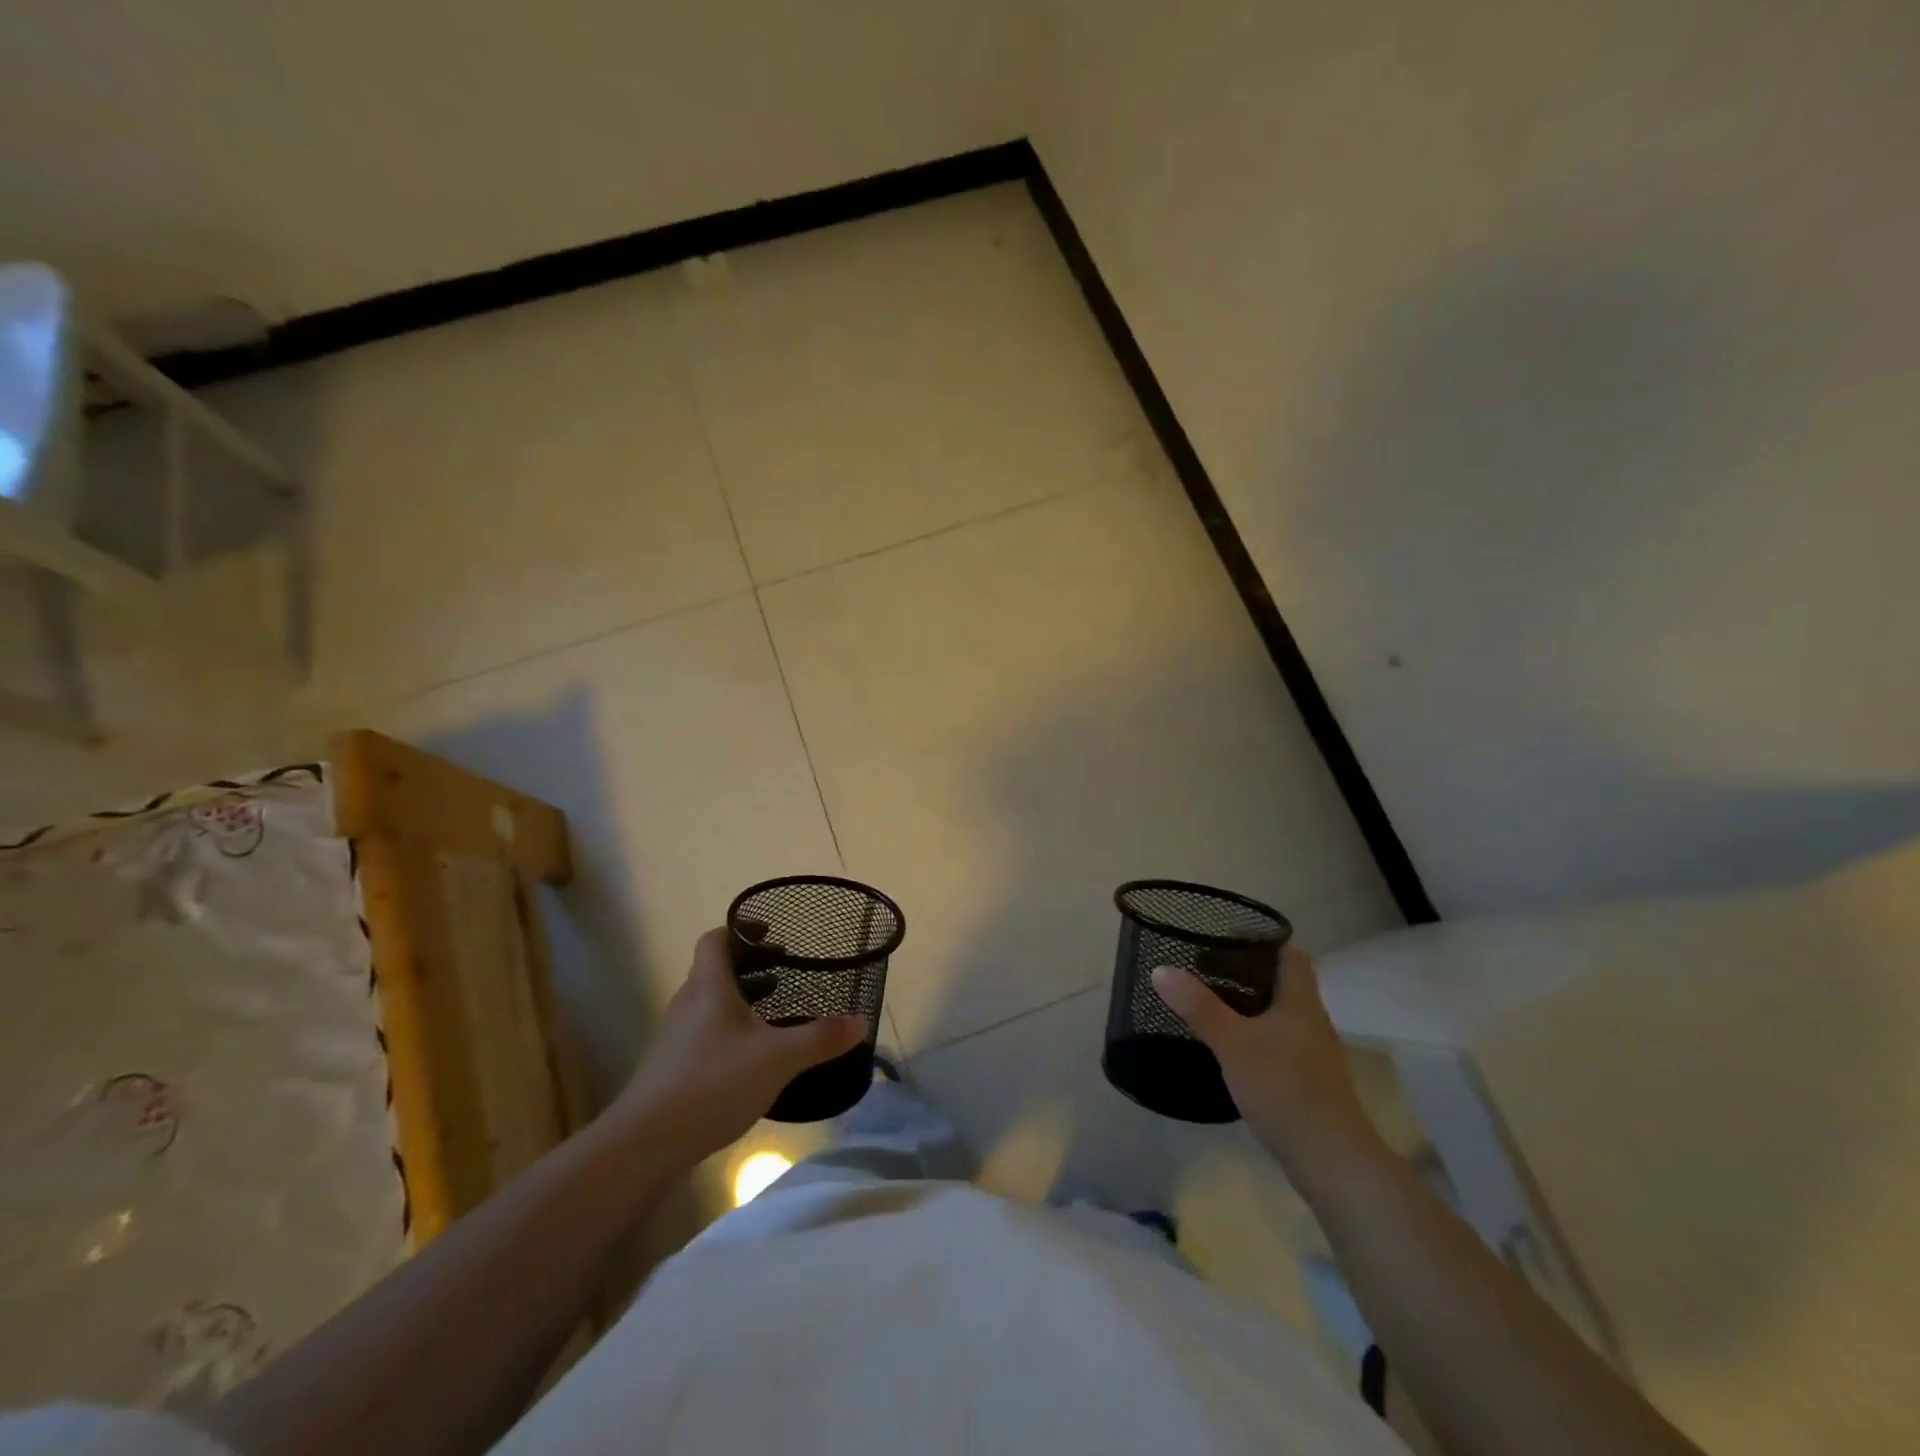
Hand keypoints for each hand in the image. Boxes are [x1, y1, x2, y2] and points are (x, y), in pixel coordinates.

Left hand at [610, 927, 865, 1162]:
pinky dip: (731, 1030)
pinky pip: (705, 1032)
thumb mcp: (779, 1058)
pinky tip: (753, 1057)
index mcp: (709, 987)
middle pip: (715, 970)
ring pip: (711, 1003)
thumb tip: (861, 1021)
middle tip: (785, 971)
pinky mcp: (672, 1068)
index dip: (742, 929)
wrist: (645, 1144)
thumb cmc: (713, 1083)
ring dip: (741, 999)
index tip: (772, 934)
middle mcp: (688, 1003)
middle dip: (751, 966)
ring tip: (775, 1011)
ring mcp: (676, 1038)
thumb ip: (821, 1038)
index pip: (716, 939)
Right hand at [1152, 947, 1387, 1191]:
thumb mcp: (1233, 1043)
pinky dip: (1254, 1037)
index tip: (1226, 940)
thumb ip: (1198, 1006)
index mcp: (1301, 1002)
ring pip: (1278, 1016)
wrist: (1332, 1162)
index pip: (1291, 955)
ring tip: (1209, 1005)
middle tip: (1204, 970)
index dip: (1263, 942)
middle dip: (1246, 975)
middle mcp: (1311, 1022)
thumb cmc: (1285, 1089)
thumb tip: (1161, 969)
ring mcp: (1313, 1055)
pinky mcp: (1307, 1083)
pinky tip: (1229, 1049)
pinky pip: (1278, 1044)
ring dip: (1248, 1008)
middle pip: (1282, 984)